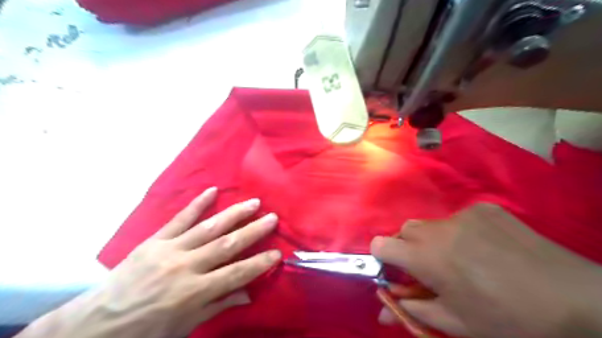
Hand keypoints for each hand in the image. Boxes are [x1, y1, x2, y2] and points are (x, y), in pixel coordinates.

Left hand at [19, 188, 281, 337]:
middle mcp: (186, 267)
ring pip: (209, 227)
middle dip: (253, 231)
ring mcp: (170, 250)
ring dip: (234, 214)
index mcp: (194, 292)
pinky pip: (179, 218)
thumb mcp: (185, 326)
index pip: (236, 274)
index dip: (259, 263)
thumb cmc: (146, 330)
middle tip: (273, 217)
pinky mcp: (156, 240)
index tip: (278, 252)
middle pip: (227, 245)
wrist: (97, 323)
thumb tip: (248, 293)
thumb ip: (218, 305)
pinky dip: (197, 204)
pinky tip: (212, 191)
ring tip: (253, 202)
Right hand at [370, 203, 601, 337]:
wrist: (575, 300)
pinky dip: (460, 232)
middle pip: (404, 230)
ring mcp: (462, 214)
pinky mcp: (483, 208)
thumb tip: (382, 310)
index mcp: (425, 257)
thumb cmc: (507, 319)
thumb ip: (411, 311)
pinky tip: (485, 248)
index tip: (398, 273)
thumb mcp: (454, 323)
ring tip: (461, 259)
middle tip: (431, 270)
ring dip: (433, 240)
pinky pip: (457, 218)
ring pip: (430, 224)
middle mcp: (437, 228)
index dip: (383, 259)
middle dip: (408, 249)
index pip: (380, 244)